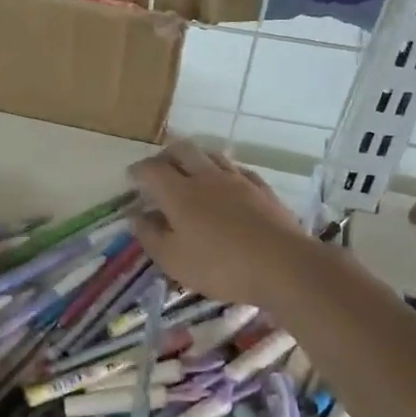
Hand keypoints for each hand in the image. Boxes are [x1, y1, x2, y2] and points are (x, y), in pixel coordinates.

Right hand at [129, 141, 311, 305]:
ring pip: (211, 155)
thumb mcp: (174, 260)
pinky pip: (237, 169)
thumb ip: (151, 236)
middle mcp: (206, 177)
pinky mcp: (262, 189)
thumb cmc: (220, 266)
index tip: (131, 178)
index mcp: (178, 193)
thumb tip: (135, 216)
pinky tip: (226, 183)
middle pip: (182, 150)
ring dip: (196, 159)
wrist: (283, 265)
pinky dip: (223, 171)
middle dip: (166, 156)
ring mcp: (237, 180)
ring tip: (190, 172)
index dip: (138, 171)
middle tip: (159, 169)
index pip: (151, 169)